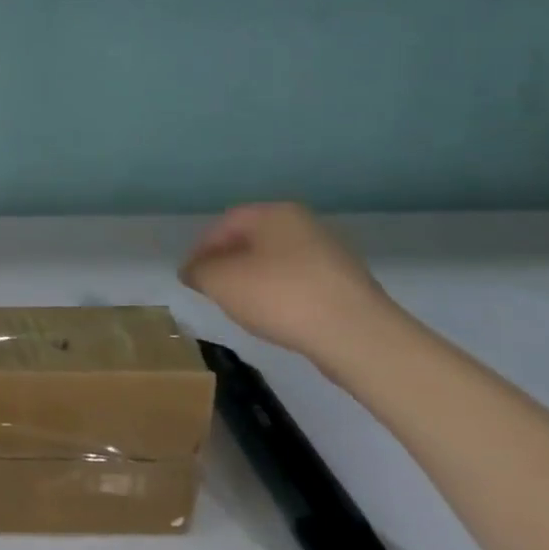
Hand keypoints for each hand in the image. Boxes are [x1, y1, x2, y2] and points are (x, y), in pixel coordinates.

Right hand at [179, 202, 400, 363]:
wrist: (357, 336)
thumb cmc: (279, 296)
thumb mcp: (219, 281)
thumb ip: (197, 271)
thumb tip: (194, 271)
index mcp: (274, 213)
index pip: (224, 225)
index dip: (200, 250)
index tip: (191, 277)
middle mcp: (304, 225)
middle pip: (252, 242)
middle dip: (228, 265)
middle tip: (213, 290)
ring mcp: (330, 255)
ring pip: (276, 264)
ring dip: (254, 282)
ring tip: (243, 309)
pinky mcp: (347, 286)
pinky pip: (299, 285)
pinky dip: (281, 297)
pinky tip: (276, 318)